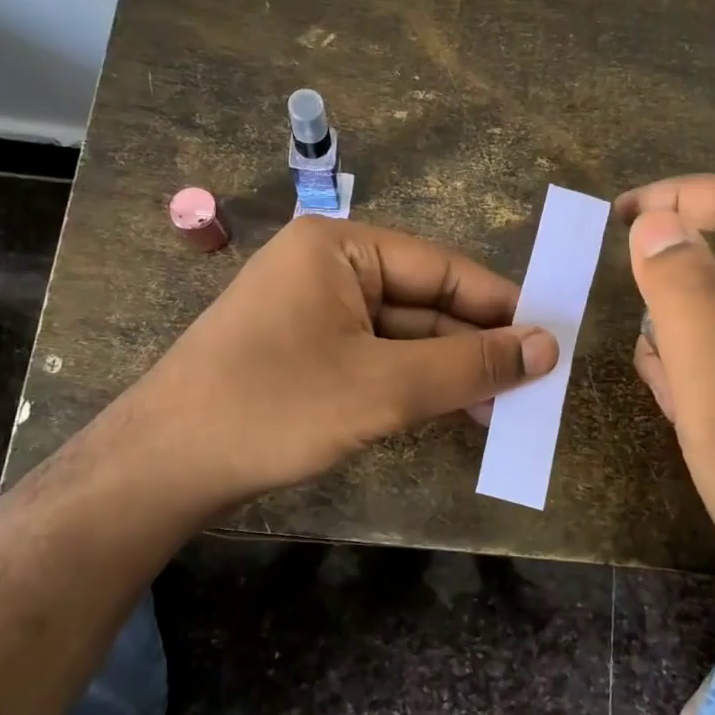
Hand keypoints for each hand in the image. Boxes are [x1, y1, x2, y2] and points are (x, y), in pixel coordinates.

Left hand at [111, 216, 556, 512]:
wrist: (163, 466)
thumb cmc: (274, 407)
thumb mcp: (383, 387)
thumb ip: (468, 365)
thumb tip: (548, 346)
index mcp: (339, 248)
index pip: (441, 268)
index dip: (499, 305)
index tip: (551, 339)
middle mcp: (326, 269)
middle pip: (422, 302)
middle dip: (473, 347)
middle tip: (532, 387)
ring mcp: (311, 313)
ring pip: (400, 336)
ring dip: (446, 372)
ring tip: (501, 410)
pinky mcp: (303, 354)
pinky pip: (373, 359)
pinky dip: (411, 385)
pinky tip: (450, 412)